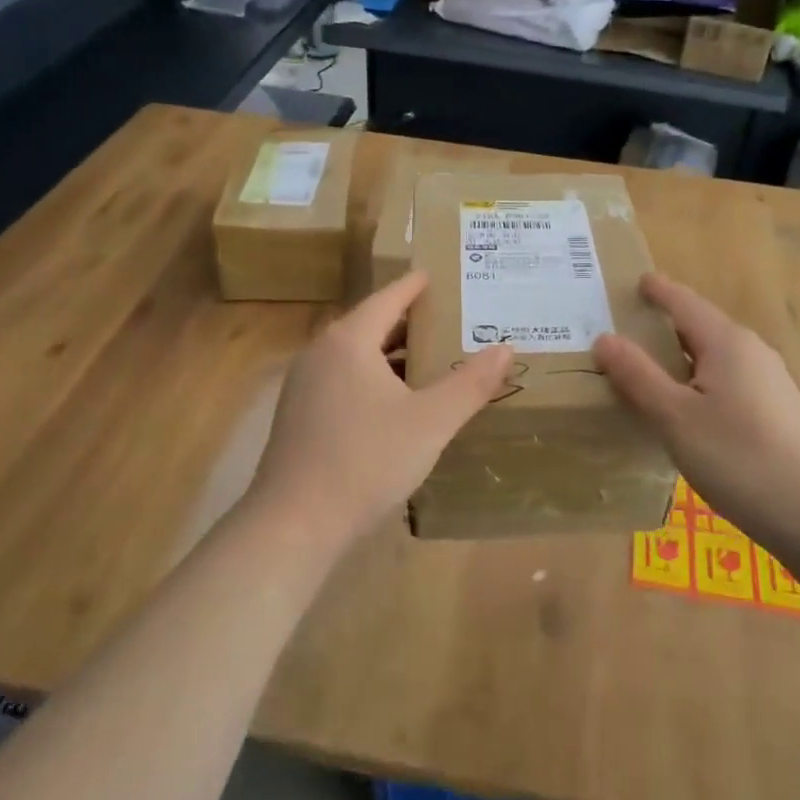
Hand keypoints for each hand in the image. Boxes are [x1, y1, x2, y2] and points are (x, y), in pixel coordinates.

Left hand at [248, 272, 514, 545]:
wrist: (294, 525)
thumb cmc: (367, 461)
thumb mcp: (431, 422)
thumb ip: (470, 383)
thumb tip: (505, 348)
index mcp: (349, 341)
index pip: (388, 298)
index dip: (416, 286)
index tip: (439, 275)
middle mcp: (321, 353)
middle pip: (371, 324)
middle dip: (410, 321)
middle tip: (451, 319)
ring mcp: (304, 385)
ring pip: (356, 356)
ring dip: (393, 354)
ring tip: (433, 358)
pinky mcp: (299, 415)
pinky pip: (344, 380)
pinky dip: (374, 378)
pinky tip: (398, 402)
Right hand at [593, 274, 799, 553]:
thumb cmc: (738, 459)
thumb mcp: (675, 418)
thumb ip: (638, 376)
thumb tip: (604, 338)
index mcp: (727, 343)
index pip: (684, 302)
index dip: (657, 291)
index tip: (635, 281)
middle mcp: (752, 352)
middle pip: (700, 326)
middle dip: (664, 324)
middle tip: (624, 329)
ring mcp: (769, 382)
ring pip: (713, 356)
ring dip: (679, 356)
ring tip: (646, 368)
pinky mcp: (775, 411)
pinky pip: (726, 380)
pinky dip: (697, 380)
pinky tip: (684, 407)